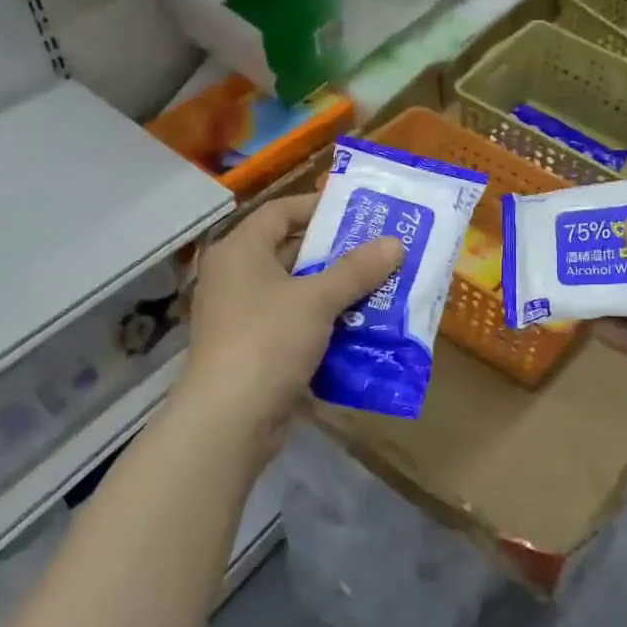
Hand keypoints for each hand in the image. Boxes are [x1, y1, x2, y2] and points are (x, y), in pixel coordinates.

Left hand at [176, 194, 402, 445]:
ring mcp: (243, 316)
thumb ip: (357, 269)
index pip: (280, 212)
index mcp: (240, 251)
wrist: (230, 419)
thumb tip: (396, 243)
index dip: (318, 207)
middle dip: (338, 253)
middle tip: (381, 250)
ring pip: (298, 292)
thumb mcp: (317, 299)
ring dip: (337, 291)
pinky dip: (326, 323)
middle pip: (291, 252)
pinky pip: (296, 325)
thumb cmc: (268, 340)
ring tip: (382, 286)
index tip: (360, 211)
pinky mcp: (255, 350)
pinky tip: (362, 326)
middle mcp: (236, 277)